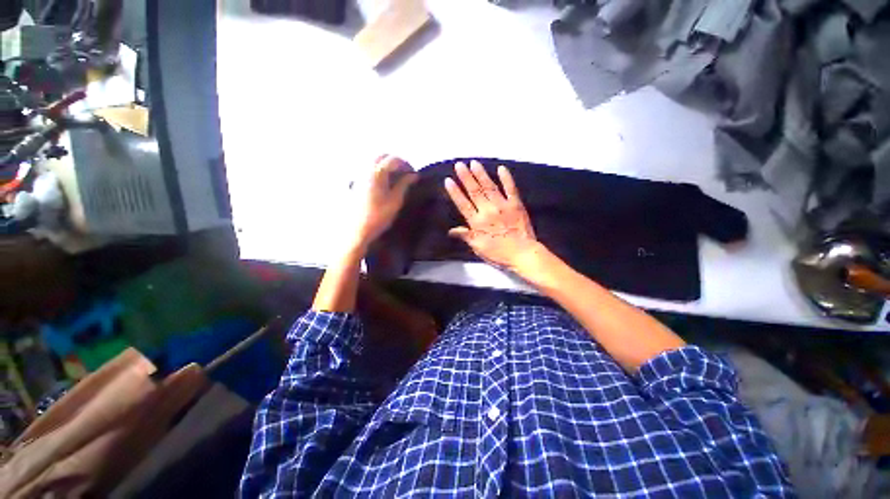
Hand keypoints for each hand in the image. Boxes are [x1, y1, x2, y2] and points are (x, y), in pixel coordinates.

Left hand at [350, 155, 417, 249]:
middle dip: (395, 161)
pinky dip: (378, 170)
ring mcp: (358, 175)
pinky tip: (384, 182)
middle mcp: (365, 169)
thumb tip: (413, 175)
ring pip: (373, 161)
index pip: (394, 159)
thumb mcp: (395, 201)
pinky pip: (367, 168)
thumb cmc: (378, 216)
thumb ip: (404, 185)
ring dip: (386, 165)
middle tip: (405, 173)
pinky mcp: (355, 182)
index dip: (406, 164)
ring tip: (396, 177)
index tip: (414, 174)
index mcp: (377, 172)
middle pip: (382, 156)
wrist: (357, 229)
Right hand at [444, 160, 540, 271]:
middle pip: (474, 192)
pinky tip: (501, 168)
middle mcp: (488, 210)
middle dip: (466, 177)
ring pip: (489, 187)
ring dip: (481, 174)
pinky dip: (506, 178)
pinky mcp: (516, 204)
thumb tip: (451, 231)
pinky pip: (510, 189)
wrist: (523, 253)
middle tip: (459, 165)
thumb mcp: (478, 248)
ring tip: (474, 163)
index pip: (463, 204)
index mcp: (477, 222)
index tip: (449, 180)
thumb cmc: (499, 254)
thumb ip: (466, 237)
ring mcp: (503, 205)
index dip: (455, 192)